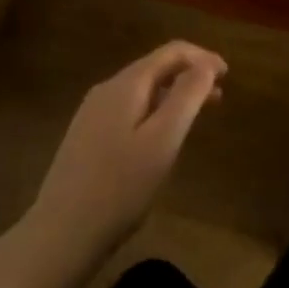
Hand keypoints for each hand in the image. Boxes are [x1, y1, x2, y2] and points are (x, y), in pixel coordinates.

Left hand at [28, 41, 226, 258]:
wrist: (60, 235)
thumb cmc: (120, 187)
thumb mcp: (163, 140)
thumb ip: (187, 96)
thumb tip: (206, 65)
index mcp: (126, 85)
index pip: (171, 52)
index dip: (203, 58)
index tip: (228, 75)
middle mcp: (106, 90)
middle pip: (156, 68)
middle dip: (190, 75)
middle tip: (220, 96)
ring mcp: (92, 113)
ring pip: (142, 90)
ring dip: (174, 94)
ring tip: (198, 115)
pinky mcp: (86, 137)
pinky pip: (129, 109)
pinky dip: (155, 110)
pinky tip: (162, 136)